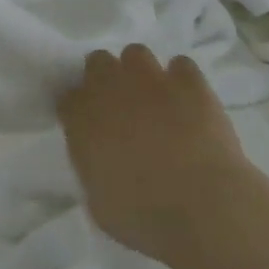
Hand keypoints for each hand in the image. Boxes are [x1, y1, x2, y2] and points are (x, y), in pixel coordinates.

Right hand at [57, 46, 256, 266]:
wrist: (201, 206)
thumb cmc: (141, 215)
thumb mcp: (97, 201)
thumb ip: (92, 168)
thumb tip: (101, 160)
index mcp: (81, 118)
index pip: (67, 97)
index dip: (78, 109)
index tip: (88, 125)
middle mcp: (110, 89)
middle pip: (97, 62)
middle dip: (105, 79)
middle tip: (120, 106)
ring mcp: (152, 80)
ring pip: (136, 53)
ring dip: (140, 72)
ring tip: (153, 97)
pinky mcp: (191, 82)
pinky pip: (181, 65)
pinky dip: (181, 79)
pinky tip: (188, 100)